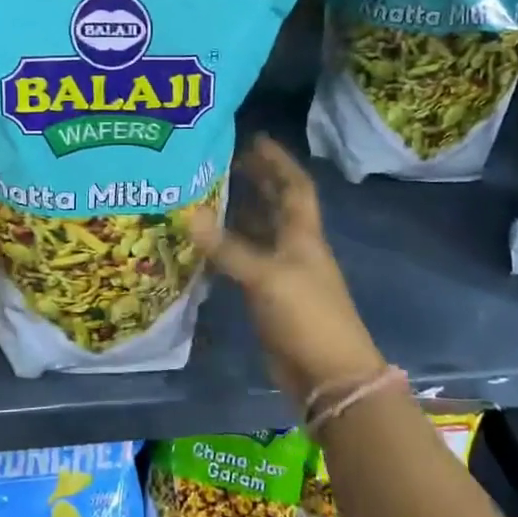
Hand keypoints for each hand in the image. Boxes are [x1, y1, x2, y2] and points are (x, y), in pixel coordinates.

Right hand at [189, 135, 385, 400]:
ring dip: (237, 213)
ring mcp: (282, 274)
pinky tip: (203, 243)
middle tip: (223, 160)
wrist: (329, 378)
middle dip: (255, 180)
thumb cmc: (307, 317)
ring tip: (205, 194)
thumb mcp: (266, 277)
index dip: (278, 161)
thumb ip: (227, 248)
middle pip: (276, 205)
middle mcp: (294, 248)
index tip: (255, 138)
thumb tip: (188, 213)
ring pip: (258, 233)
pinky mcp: (268, 299)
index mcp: (303, 235)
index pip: (295, 186)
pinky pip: (244, 263)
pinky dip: (226, 250)